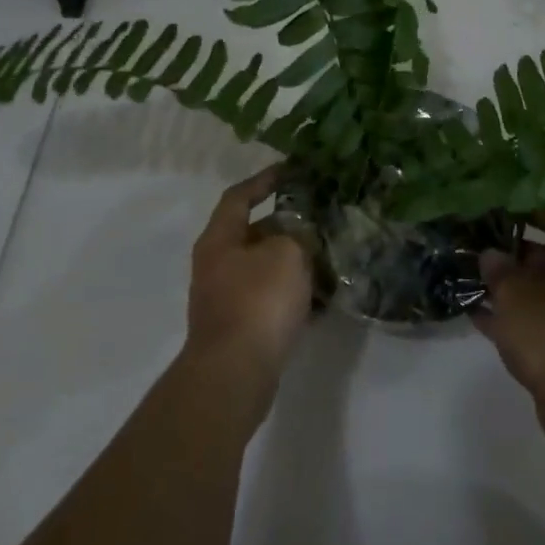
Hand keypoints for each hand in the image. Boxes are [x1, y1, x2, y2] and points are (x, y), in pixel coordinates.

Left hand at [184, 166, 313, 390]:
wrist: (234, 374)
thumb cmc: (258, 301)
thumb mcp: (287, 253)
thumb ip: (296, 235)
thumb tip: (298, 238)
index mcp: (220, 238)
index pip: (239, 196)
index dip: (264, 180)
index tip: (290, 170)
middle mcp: (216, 264)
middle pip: (253, 233)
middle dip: (287, 226)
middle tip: (320, 220)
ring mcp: (225, 299)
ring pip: (264, 269)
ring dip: (293, 263)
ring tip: (328, 258)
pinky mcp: (239, 328)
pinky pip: (269, 301)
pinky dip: (292, 296)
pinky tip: (321, 300)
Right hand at [476, 210, 544, 410]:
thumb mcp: (514, 293)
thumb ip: (499, 269)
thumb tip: (492, 255)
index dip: (533, 213)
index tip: (504, 212)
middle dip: (520, 255)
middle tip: (485, 250)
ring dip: (518, 290)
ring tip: (477, 283)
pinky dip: (522, 320)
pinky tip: (483, 319)